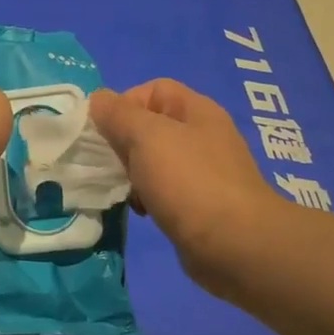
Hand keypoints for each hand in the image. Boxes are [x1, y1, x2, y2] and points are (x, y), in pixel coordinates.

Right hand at [90, 80, 281, 282]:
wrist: (235, 244)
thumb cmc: (189, 181)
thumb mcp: (146, 137)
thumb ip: (118, 114)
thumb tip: (98, 99)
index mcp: (196, 110)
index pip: (153, 90)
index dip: (124, 103)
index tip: (104, 131)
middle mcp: (203, 135)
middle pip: (151, 126)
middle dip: (124, 142)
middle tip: (111, 163)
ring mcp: (204, 171)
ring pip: (155, 161)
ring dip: (133, 173)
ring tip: (124, 190)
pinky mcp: (200, 204)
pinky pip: (164, 190)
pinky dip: (148, 197)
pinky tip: (142, 211)